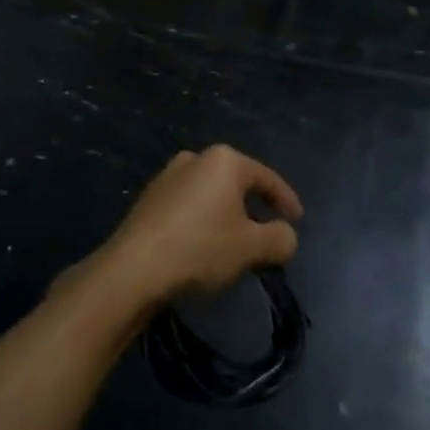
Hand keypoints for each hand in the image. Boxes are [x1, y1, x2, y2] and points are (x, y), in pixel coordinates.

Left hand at [93, 145, 302, 309]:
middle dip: (254, 208)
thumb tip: (285, 236)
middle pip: (237, 184)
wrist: (132, 270)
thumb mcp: (252, 248)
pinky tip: (203, 248)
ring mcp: (167, 177)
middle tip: (267, 234)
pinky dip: (203, 223)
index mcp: (223, 160)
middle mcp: (194, 159)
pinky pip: (188, 207)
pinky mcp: (148, 201)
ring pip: (211, 196)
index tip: (297, 220)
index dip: (286, 200)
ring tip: (236, 245)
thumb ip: (280, 238)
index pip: (266, 178)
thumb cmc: (199, 249)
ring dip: (227, 217)